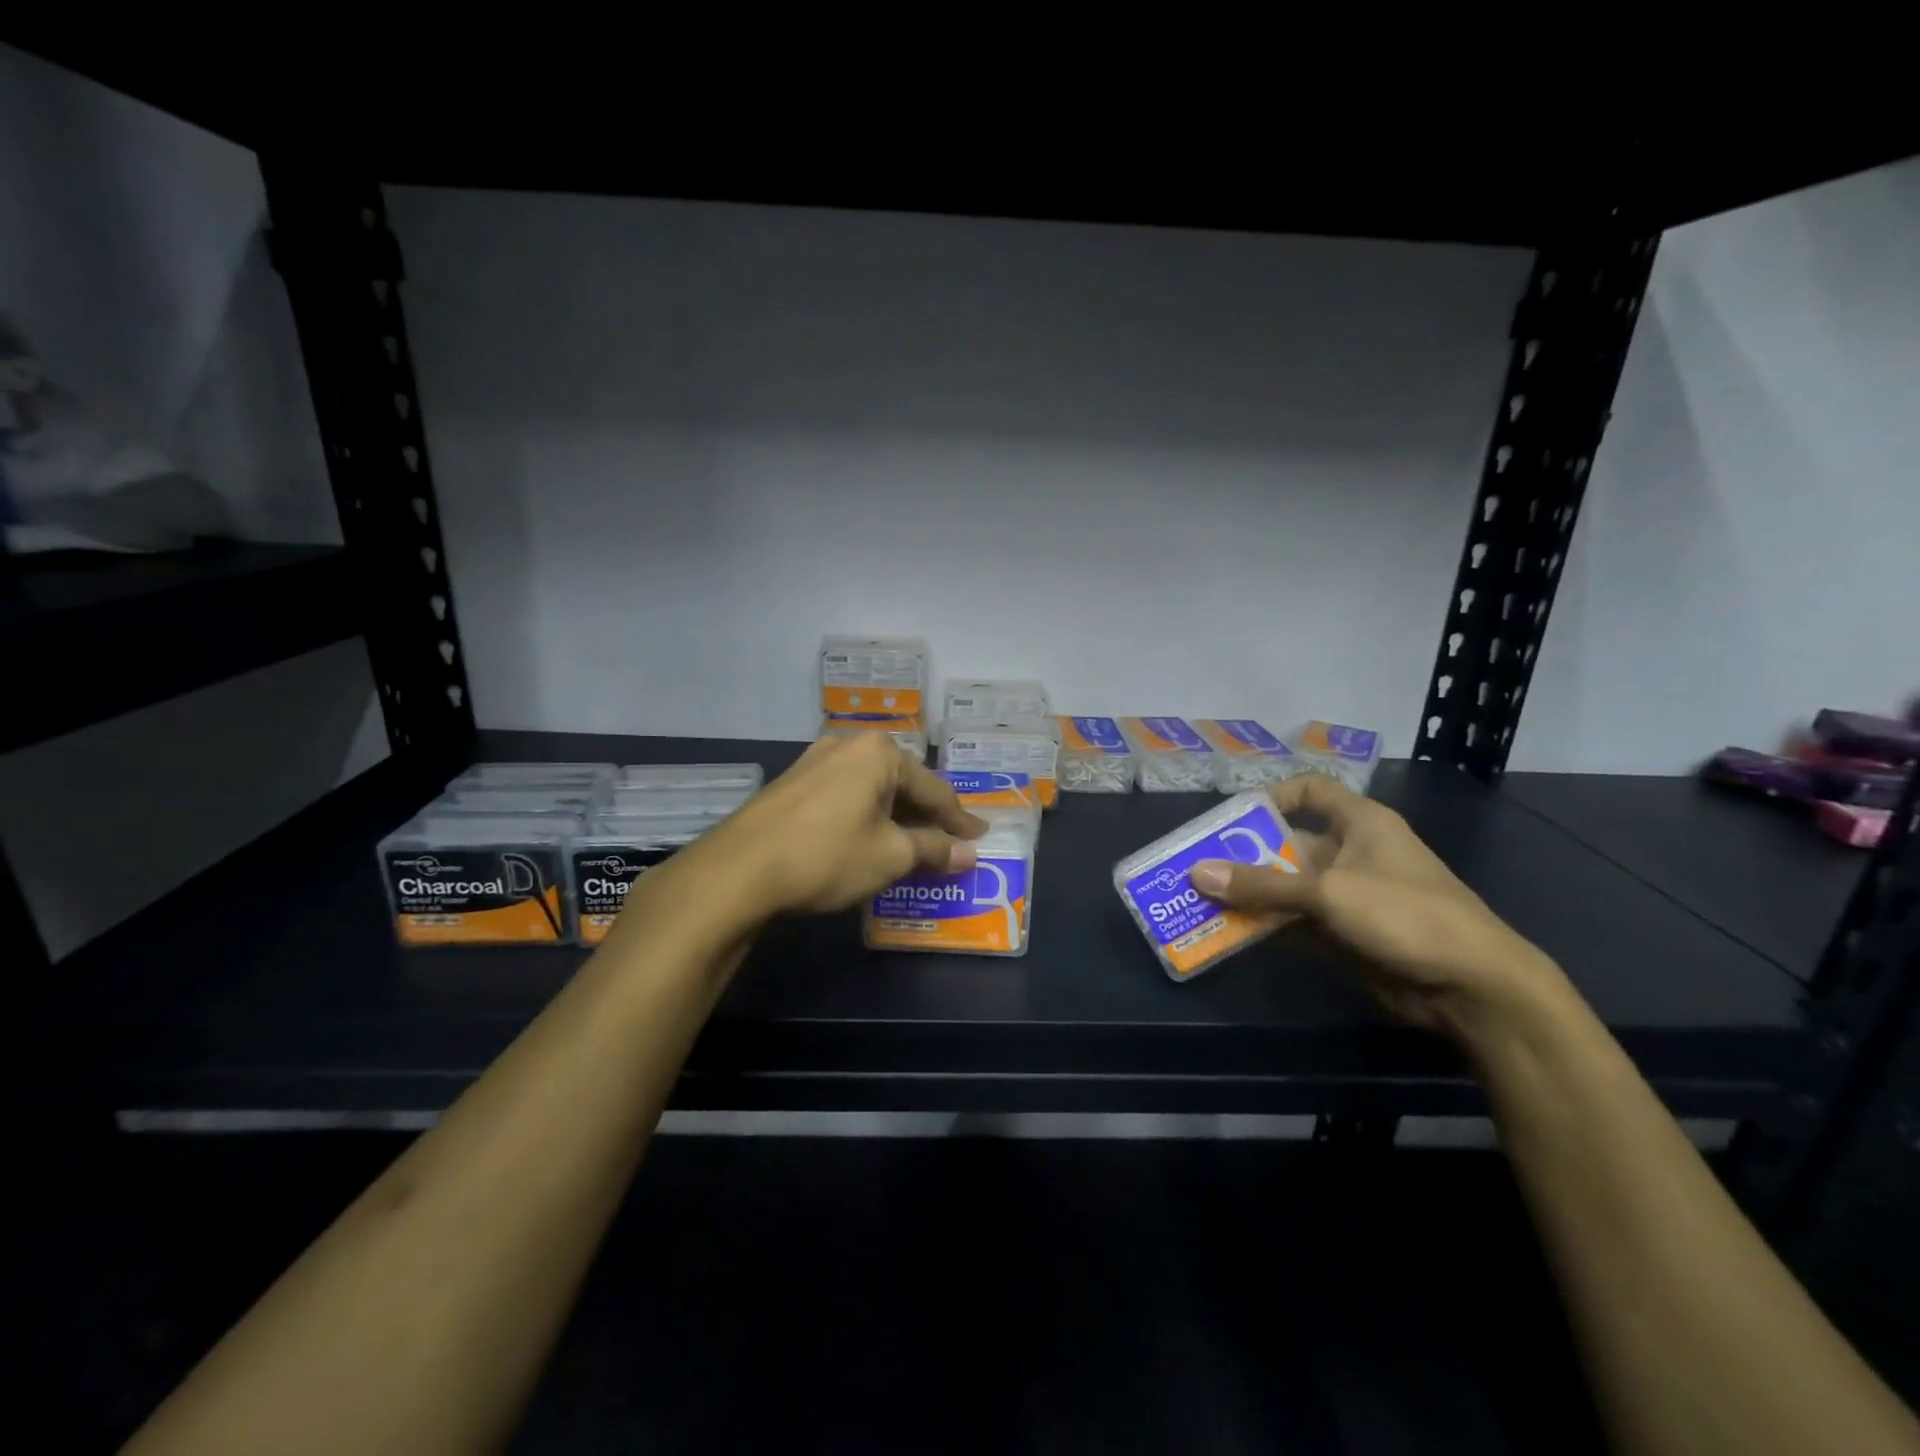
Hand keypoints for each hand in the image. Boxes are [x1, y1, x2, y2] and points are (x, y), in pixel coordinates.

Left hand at [701, 733, 986, 917]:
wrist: (738, 871)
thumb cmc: (827, 855)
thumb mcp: (889, 856)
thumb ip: (933, 850)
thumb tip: (969, 855)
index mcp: (878, 753)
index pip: (933, 789)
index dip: (958, 819)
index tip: (979, 838)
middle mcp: (847, 746)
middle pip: (901, 784)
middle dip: (925, 816)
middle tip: (949, 843)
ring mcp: (814, 762)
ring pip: (870, 791)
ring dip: (893, 818)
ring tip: (912, 845)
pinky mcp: (792, 785)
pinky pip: (844, 797)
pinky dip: (864, 818)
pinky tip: (867, 840)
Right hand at [1190, 774, 1565, 1040]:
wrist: (1473, 988)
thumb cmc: (1405, 914)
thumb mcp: (1328, 893)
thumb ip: (1262, 885)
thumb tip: (1196, 873)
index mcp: (1360, 823)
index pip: (1310, 791)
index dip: (1271, 797)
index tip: (1233, 819)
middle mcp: (1351, 853)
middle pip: (1287, 844)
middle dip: (1244, 856)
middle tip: (1197, 868)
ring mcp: (1348, 896)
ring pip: (1286, 887)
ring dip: (1249, 895)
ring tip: (1201, 901)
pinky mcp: (1344, 934)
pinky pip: (1294, 922)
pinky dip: (1265, 926)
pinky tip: (1229, 932)